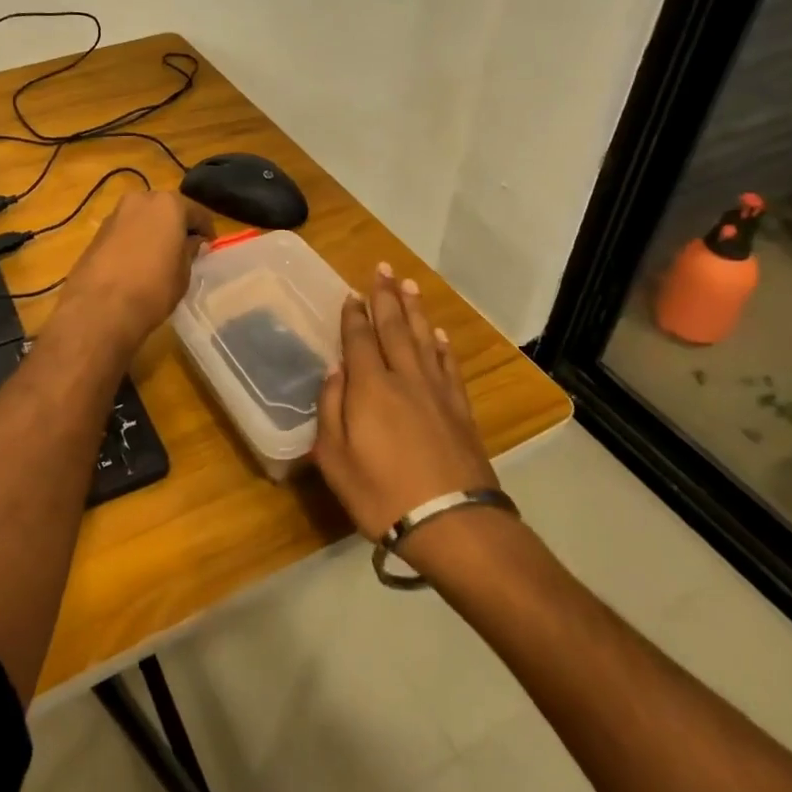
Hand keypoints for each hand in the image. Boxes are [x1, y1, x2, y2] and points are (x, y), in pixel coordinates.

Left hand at [54, 192, 212, 355]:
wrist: (99, 308)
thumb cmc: (153, 288)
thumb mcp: (183, 273)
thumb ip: (189, 251)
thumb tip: (192, 242)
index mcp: (168, 204)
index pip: (197, 212)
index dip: (206, 230)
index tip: (210, 246)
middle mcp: (140, 200)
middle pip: (166, 209)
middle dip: (177, 225)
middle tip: (185, 248)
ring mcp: (115, 214)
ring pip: (143, 218)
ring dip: (154, 231)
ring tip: (161, 256)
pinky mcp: (97, 233)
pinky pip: (125, 231)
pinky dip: (135, 240)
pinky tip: (138, 262)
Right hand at [313, 263, 496, 541]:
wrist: (452, 523)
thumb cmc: (382, 494)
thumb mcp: (335, 459)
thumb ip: (331, 409)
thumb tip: (335, 372)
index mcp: (370, 387)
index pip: (359, 339)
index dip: (354, 315)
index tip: (351, 292)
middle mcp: (404, 378)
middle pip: (394, 328)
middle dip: (386, 296)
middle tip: (383, 268)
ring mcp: (437, 392)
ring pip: (424, 339)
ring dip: (415, 310)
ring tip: (409, 285)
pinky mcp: (460, 409)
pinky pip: (449, 366)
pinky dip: (443, 346)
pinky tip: (439, 334)